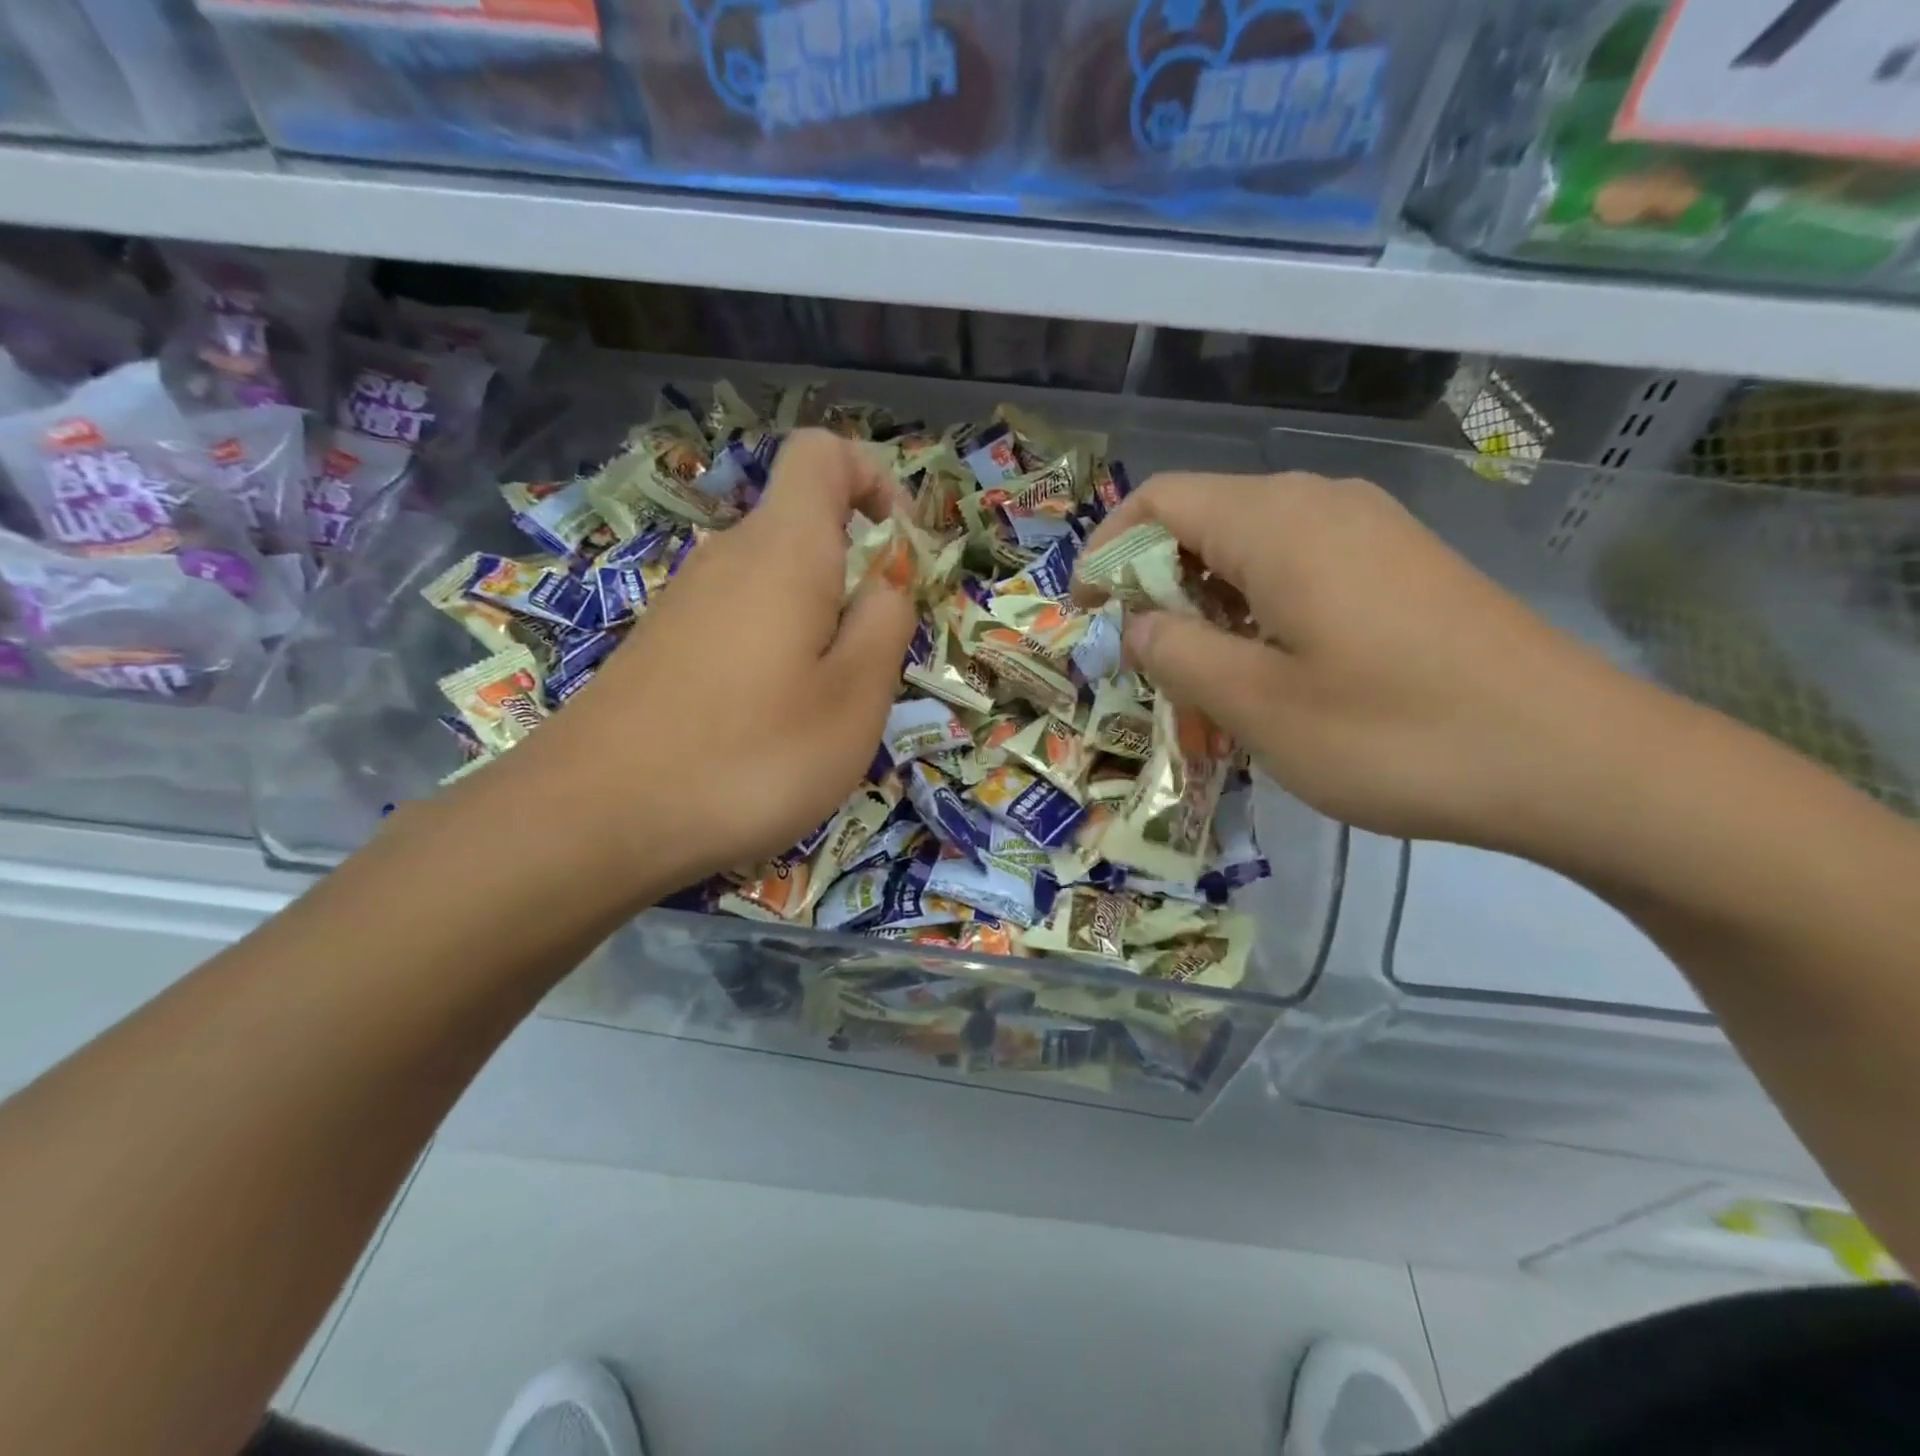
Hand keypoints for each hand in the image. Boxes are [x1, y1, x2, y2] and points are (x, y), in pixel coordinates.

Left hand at [493, 428, 914, 894]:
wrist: (596, 819)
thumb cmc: (751, 755)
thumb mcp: (855, 697)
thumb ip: (886, 622)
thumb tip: (888, 577)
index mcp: (784, 549)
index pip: (823, 454)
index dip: (874, 480)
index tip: (900, 550)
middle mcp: (728, 557)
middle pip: (803, 527)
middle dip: (854, 578)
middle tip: (870, 665)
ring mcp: (685, 602)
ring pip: (774, 585)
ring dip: (816, 628)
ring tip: (820, 710)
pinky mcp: (661, 647)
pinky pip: (738, 623)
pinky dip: (773, 654)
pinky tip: (765, 726)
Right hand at [1074, 471, 1639, 850]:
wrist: (1576, 759)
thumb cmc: (1396, 733)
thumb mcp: (1259, 705)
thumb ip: (1178, 654)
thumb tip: (1137, 624)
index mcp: (1277, 523)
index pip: (1159, 500)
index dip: (1106, 550)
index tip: (1087, 613)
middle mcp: (1321, 502)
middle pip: (1203, 517)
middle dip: (1155, 582)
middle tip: (1146, 659)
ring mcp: (1370, 529)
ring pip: (1252, 543)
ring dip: (1207, 600)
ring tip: (1204, 673)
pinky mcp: (1402, 563)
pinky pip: (1301, 563)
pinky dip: (1258, 605)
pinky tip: (1273, 667)